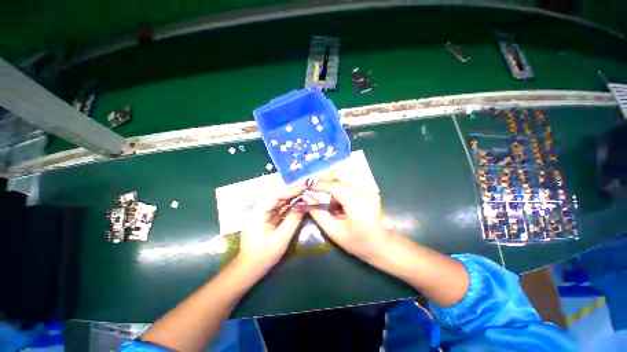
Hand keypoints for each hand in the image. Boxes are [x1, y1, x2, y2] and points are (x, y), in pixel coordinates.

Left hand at [238, 186, 304, 270]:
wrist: (249, 267)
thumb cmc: (264, 255)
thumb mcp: (282, 238)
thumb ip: (293, 219)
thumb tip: (304, 205)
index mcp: (256, 212)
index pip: (274, 195)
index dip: (290, 190)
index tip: (304, 188)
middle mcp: (255, 208)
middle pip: (275, 196)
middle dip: (291, 193)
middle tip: (306, 190)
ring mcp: (257, 212)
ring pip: (276, 201)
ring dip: (290, 199)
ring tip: (303, 195)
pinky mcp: (261, 216)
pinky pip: (275, 208)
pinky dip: (286, 206)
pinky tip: (296, 204)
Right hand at [306, 179, 388, 260]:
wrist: (382, 245)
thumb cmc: (358, 243)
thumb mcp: (334, 231)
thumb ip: (319, 214)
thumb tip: (307, 198)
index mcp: (358, 203)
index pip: (336, 186)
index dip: (320, 185)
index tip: (308, 188)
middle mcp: (365, 192)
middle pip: (341, 178)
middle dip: (325, 181)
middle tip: (314, 190)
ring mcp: (369, 190)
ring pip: (344, 179)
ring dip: (332, 185)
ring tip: (326, 198)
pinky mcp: (369, 191)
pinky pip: (349, 184)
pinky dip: (339, 188)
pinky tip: (337, 200)